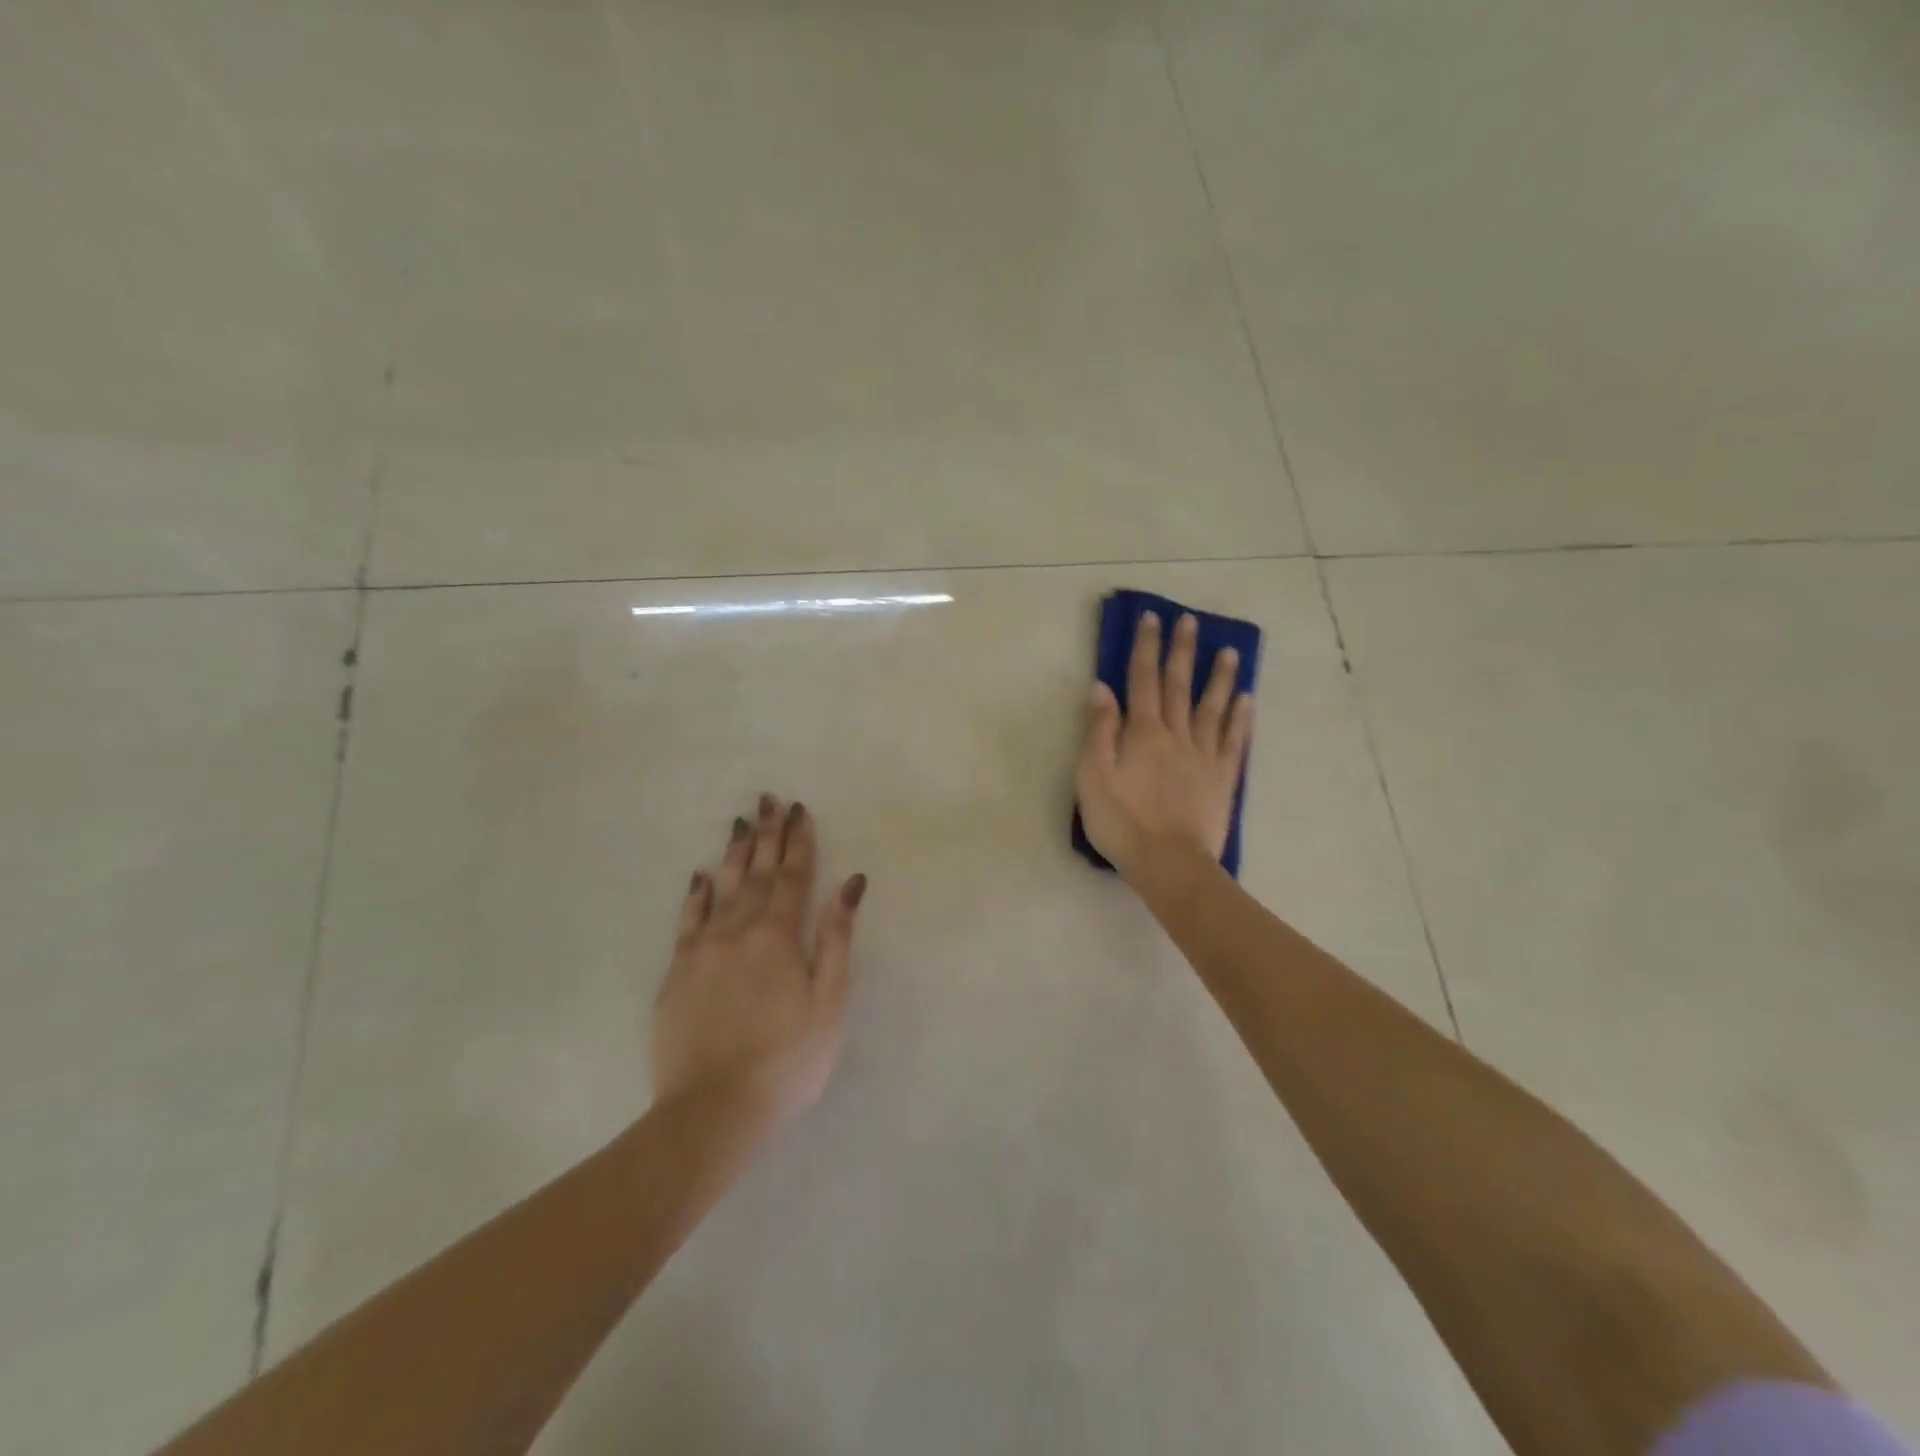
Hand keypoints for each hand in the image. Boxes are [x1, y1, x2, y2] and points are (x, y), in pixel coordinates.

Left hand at [653, 796, 865, 1127]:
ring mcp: (702, 950)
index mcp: (779, 936)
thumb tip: (850, 883)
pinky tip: (700, 876)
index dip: (798, 842)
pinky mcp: (676, 973)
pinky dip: (696, 894)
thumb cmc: (788, 1059)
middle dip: (766, 834)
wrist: (714, 1110)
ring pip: (720, 887)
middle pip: (755, 872)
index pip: (792, 876)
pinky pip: (687, 920)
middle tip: (768, 800)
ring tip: (740, 822)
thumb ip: (836, 937)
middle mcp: (738, 930)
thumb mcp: (829, 1001)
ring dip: (733, 853)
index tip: (800, 810)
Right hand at [1075, 610, 1252, 877]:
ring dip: (1219, 677)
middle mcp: (1176, 734)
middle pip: (1179, 685)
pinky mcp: (1222, 779)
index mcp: (1142, 732)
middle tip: (1190, 621)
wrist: (1167, 862)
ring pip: (1212, 707)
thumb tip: (1101, 687)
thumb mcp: (1093, 774)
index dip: (1145, 648)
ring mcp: (1203, 755)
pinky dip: (1240, 718)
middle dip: (1182, 651)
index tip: (1152, 619)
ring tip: (1229, 651)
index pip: (1142, 680)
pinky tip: (1247, 699)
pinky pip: (1234, 741)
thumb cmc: (1121, 820)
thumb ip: (1099, 729)